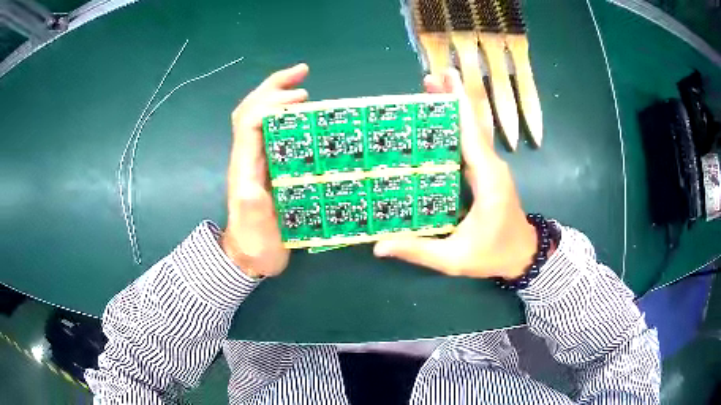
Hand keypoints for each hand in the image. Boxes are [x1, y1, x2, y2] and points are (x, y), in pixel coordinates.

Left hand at [221, 64, 309, 277]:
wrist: (249, 257)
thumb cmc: (254, 243)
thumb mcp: (254, 229)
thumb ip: (251, 207)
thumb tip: (252, 185)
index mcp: (245, 165)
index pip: (250, 120)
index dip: (272, 102)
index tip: (300, 97)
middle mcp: (249, 156)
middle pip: (252, 109)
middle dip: (274, 86)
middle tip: (302, 74)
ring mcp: (258, 160)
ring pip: (261, 117)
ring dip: (278, 95)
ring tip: (303, 87)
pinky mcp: (268, 167)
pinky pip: (273, 132)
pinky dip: (286, 116)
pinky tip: (303, 116)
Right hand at [374, 69, 537, 279]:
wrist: (523, 256)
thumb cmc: (493, 255)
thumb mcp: (454, 259)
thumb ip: (419, 251)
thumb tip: (379, 246)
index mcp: (487, 179)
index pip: (471, 132)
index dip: (458, 103)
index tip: (445, 78)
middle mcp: (492, 165)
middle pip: (471, 123)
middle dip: (452, 98)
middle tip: (428, 79)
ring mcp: (491, 167)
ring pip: (471, 130)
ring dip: (453, 109)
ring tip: (430, 91)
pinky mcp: (487, 172)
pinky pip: (470, 143)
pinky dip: (456, 127)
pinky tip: (437, 123)